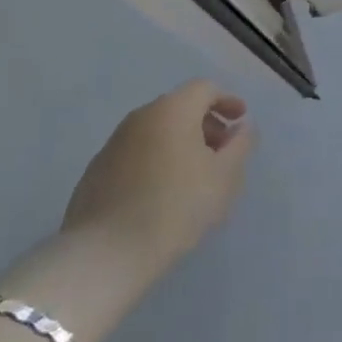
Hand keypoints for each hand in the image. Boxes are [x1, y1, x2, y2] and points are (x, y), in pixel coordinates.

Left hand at [60, 80, 254, 276]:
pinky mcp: (98, 169)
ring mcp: (115, 141)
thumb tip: (243, 128)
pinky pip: (137, 153)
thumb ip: (240, 146)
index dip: (226, 101)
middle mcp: (142, 115)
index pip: (204, 89)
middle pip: (180, 107)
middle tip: (221, 152)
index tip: (240, 120)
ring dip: (180, 143)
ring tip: (193, 176)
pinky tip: (161, 193)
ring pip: (157, 130)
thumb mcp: (223, 178)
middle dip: (205, 124)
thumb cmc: (176, 207)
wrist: (106, 252)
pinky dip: (156, 160)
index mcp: (173, 109)